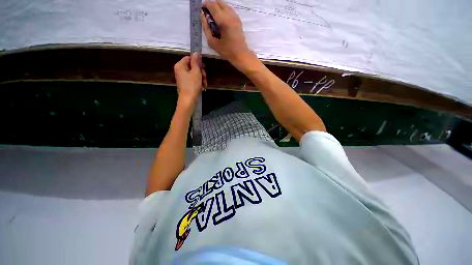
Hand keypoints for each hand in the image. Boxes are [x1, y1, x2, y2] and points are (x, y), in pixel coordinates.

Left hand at [174, 53, 206, 104]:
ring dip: (201, 78)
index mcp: (180, 65)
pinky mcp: (186, 83)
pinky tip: (203, 87)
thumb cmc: (192, 85)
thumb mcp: (196, 72)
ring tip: (204, 84)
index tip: (204, 67)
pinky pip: (193, 79)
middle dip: (201, 72)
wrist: (188, 100)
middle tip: (205, 78)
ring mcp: (183, 77)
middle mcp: (180, 70)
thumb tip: (196, 52)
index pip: (189, 58)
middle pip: (193, 66)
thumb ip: (196, 62)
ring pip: (194, 74)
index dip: (198, 62)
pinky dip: (199, 82)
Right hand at [201, 0, 256, 69]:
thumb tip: (202, 15)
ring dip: (217, 7)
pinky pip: (229, 9)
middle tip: (207, 14)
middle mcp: (230, 15)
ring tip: (213, 17)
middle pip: (218, 2)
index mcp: (223, 20)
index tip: (201, 9)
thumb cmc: (227, 51)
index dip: (205, 5)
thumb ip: (206, 28)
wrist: (241, 55)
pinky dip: (223, 10)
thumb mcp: (213, 42)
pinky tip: (220, 19)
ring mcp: (235, 16)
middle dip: (211, 5)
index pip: (212, 5)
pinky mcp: (238, 19)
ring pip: (224, 4)